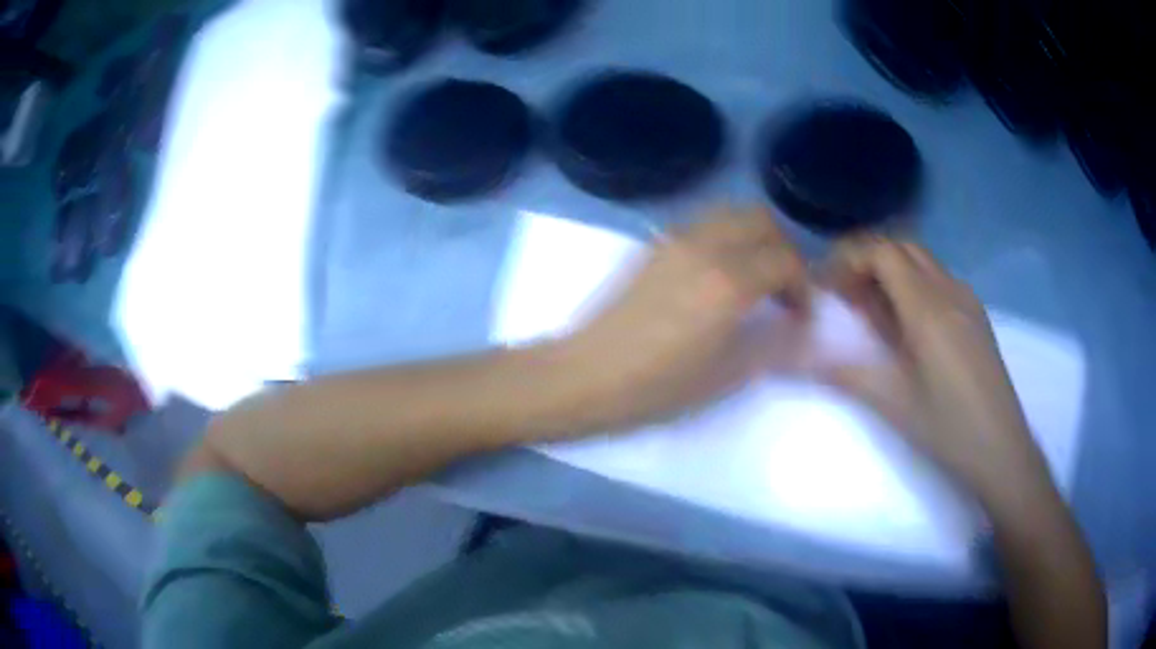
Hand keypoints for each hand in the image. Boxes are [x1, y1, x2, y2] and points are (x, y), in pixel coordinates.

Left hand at [565, 208, 809, 429]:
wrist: (588, 374)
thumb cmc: (657, 386)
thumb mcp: (725, 376)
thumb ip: (772, 345)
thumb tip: (799, 330)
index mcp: (728, 282)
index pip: (786, 260)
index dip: (803, 286)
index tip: (799, 315)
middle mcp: (705, 247)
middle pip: (762, 220)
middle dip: (783, 249)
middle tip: (783, 288)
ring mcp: (676, 239)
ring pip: (731, 213)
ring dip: (754, 237)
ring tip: (755, 278)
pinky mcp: (655, 244)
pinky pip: (704, 223)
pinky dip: (727, 236)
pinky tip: (720, 275)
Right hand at [824, 237, 1050, 501]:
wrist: (1001, 447)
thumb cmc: (947, 427)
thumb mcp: (894, 404)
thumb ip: (848, 375)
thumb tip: (805, 362)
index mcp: (927, 308)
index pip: (883, 253)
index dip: (849, 258)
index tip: (828, 285)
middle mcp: (948, 291)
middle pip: (902, 248)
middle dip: (868, 260)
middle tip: (846, 294)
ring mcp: (967, 300)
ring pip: (923, 262)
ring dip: (892, 270)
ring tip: (873, 309)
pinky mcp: (976, 315)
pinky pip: (939, 280)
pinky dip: (914, 284)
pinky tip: (909, 324)